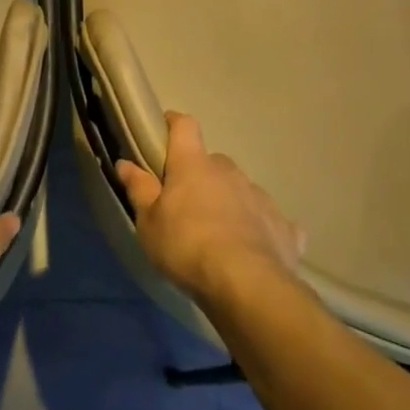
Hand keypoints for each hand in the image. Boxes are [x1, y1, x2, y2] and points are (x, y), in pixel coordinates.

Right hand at [115, 112, 304, 305]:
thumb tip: (125, 162)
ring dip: (228, 202)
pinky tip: (253, 251)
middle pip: (212, 163)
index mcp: (193, 164)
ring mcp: (259, 196)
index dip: (173, 125)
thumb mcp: (149, 222)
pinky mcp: (284, 225)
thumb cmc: (186, 246)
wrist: (247, 283)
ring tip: (218, 235)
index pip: (184, 126)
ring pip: (239, 190)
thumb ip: (139, 189)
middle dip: (199, 177)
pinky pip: (267, 220)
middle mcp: (229, 171)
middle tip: (185, 205)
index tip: (163, 133)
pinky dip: (258, 229)